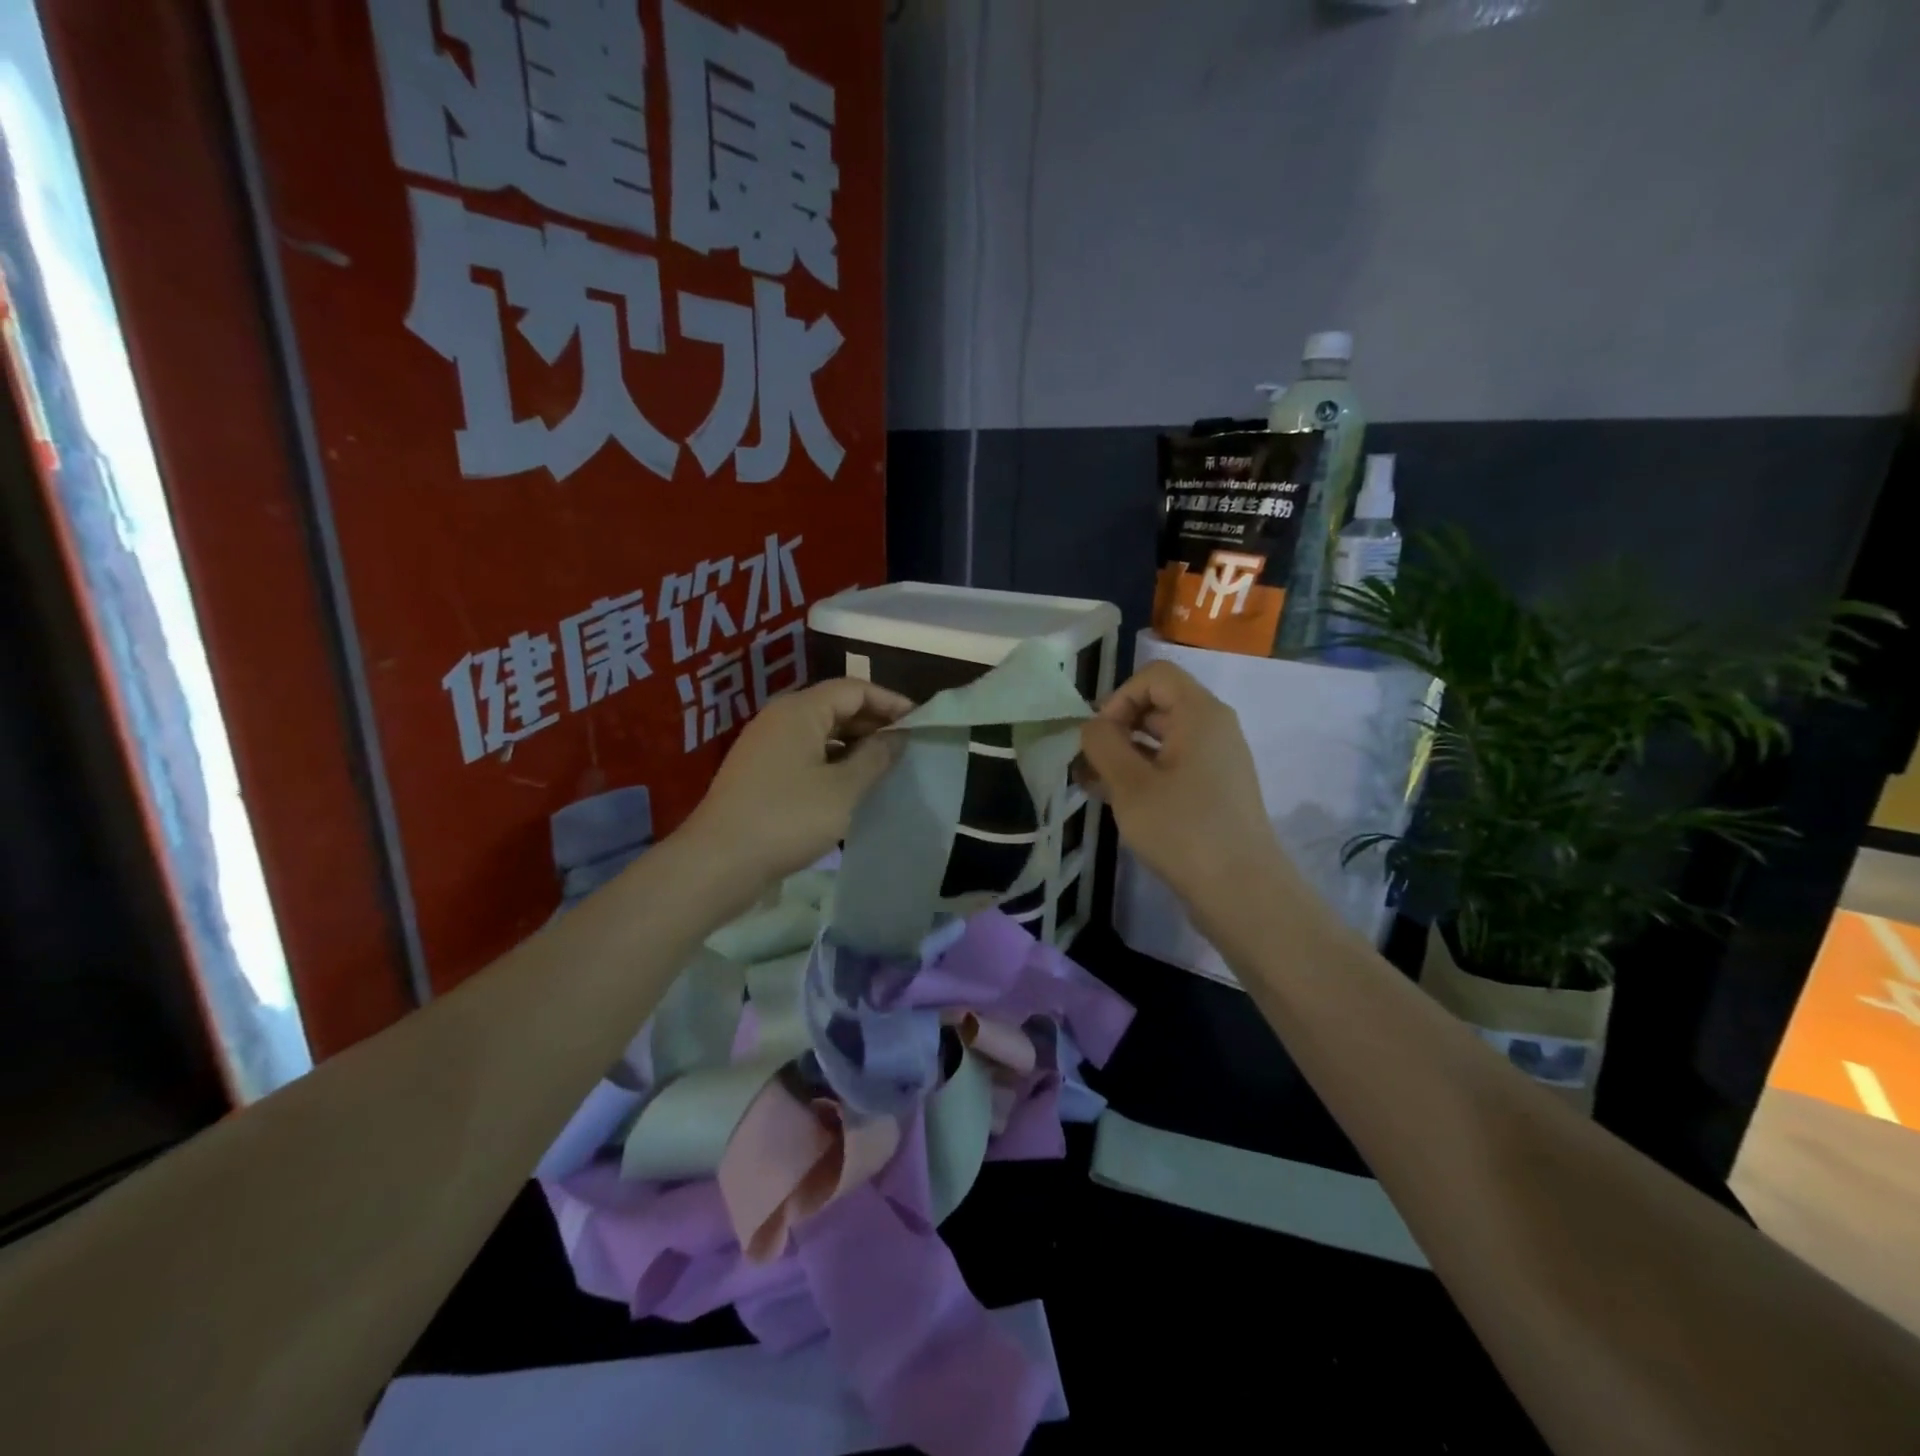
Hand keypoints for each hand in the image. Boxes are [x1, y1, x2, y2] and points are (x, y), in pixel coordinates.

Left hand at [682, 677, 911, 888]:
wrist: (718, 863)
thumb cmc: (787, 819)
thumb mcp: (843, 789)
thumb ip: (876, 757)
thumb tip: (898, 736)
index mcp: (800, 710)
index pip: (854, 688)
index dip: (890, 702)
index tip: (920, 723)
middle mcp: (780, 719)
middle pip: (836, 706)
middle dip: (874, 723)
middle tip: (907, 748)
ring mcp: (767, 746)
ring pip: (821, 733)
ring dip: (855, 745)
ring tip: (885, 768)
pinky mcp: (761, 773)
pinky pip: (806, 755)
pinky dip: (833, 762)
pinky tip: (851, 787)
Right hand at [1078, 661, 1292, 913]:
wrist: (1242, 891)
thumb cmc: (1183, 829)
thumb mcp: (1130, 784)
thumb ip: (1103, 744)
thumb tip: (1093, 726)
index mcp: (1200, 714)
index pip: (1154, 676)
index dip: (1119, 697)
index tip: (1100, 737)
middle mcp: (1213, 728)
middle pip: (1157, 706)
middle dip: (1116, 729)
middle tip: (1086, 765)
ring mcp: (1216, 761)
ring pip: (1161, 740)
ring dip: (1123, 755)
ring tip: (1092, 786)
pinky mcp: (1214, 791)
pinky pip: (1173, 766)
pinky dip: (1143, 775)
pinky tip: (1116, 801)